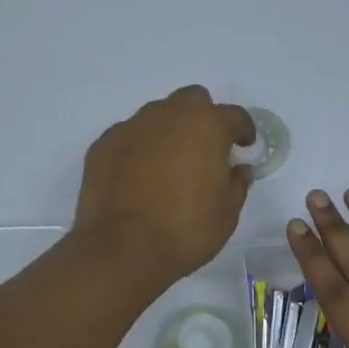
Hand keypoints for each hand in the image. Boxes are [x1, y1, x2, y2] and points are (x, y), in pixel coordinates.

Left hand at [74, 86, 254, 287]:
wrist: (122, 248)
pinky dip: (139, 148)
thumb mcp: (227, 213)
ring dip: (169, 130)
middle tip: (205, 147)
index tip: (244, 145)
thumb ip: (237, 183)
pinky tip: (138, 175)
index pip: (234, 115)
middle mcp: (169, 115)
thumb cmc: (186, 229)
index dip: (243, 129)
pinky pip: (129, 136)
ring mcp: (132, 126)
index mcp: (206, 125)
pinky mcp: (104, 143)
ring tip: (169, 163)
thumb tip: (238, 169)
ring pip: (157, 114)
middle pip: (192, 100)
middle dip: (203, 117)